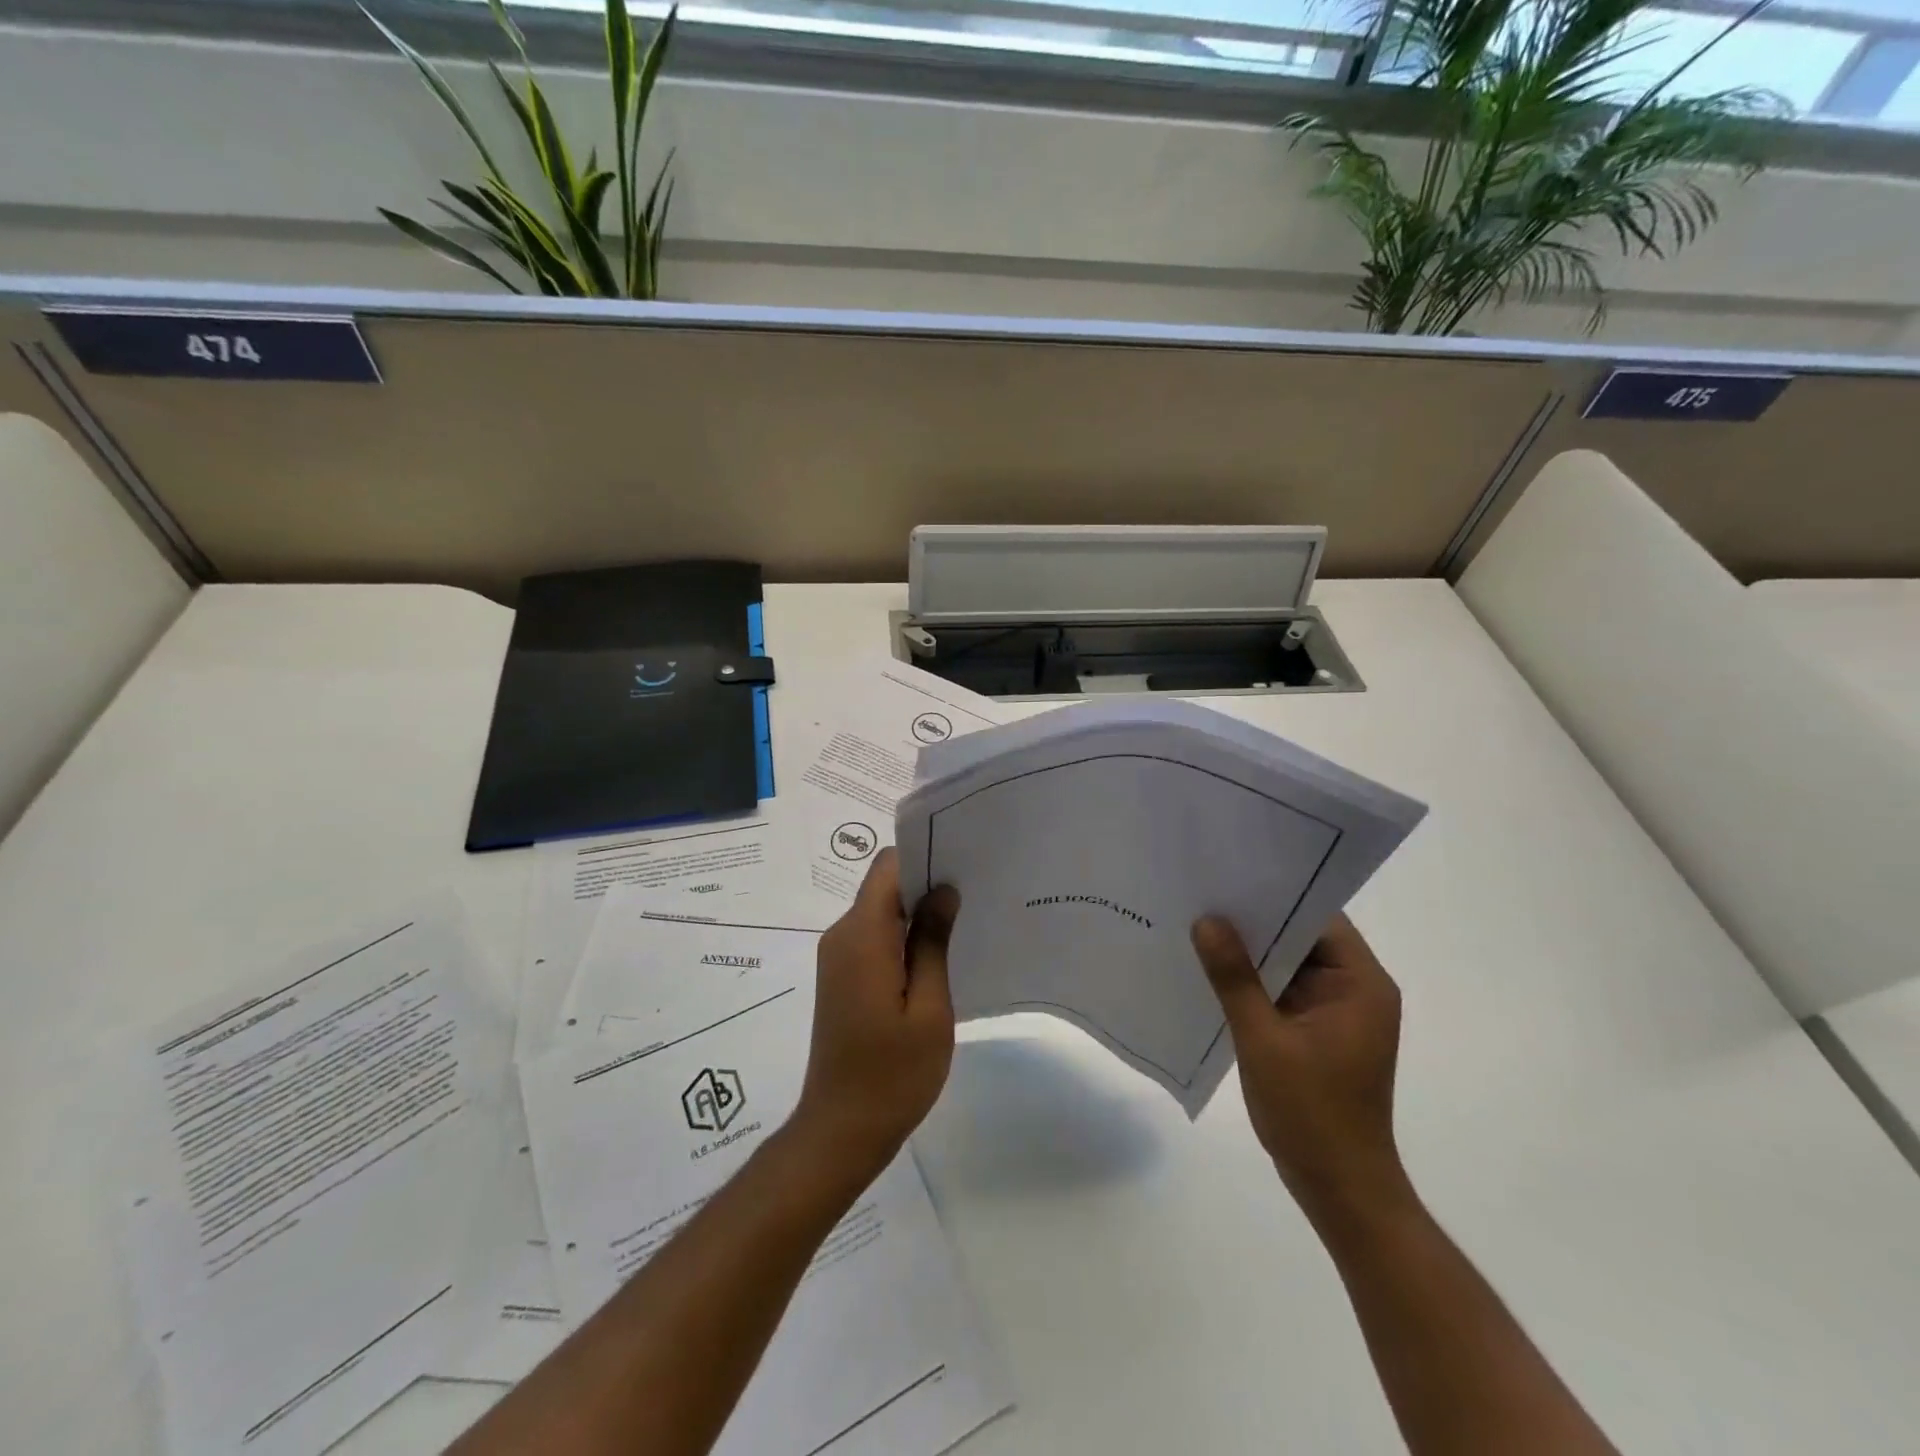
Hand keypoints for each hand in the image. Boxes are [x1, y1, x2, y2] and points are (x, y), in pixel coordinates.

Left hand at [792, 849, 959, 1184]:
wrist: (840, 1131)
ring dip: (916, 914)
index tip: (963, 864)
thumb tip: (943, 890)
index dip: (924, 857)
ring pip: (880, 912)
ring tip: (963, 926)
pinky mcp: (841, 977)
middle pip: (884, 886)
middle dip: (926, 884)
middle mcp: (842, 936)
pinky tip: (937, 958)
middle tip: (975, 895)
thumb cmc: (893, 1074)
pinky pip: (873, 938)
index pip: (888, 867)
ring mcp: (838, 957)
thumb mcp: (930, 1008)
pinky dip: (903, 939)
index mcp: (862, 936)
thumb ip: (934, 942)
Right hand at [1192, 913, 1408, 1218]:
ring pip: (1288, 963)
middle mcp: (1354, 989)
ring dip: (1250, 952)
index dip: (1275, 895)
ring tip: (1198, 924)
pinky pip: (1282, 990)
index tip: (1228, 876)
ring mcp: (1335, 1012)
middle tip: (1202, 895)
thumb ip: (1235, 978)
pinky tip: (1211, 971)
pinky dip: (1252, 981)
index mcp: (1360, 984)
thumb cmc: (1312, 1114)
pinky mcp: (1316, 1031)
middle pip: (1302, 937)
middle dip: (1254, 922)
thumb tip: (1207, 920)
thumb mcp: (1265, 1040)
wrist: (1339, 1190)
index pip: (1319, 919)